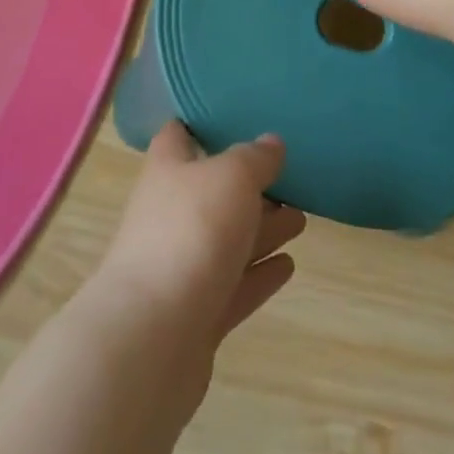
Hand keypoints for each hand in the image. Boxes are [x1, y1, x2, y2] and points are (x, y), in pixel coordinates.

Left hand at [88, 123, 305, 407]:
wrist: (152, 336)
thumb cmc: (191, 232)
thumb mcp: (232, 177)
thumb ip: (255, 158)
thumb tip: (271, 142)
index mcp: (168, 168)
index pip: (179, 134)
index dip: (204, 123)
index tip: (239, 116)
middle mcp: (169, 212)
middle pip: (211, 190)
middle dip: (249, 185)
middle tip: (292, 178)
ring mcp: (180, 265)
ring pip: (226, 239)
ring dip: (262, 229)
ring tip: (301, 219)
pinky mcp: (195, 314)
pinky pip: (233, 285)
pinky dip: (259, 274)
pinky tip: (288, 266)